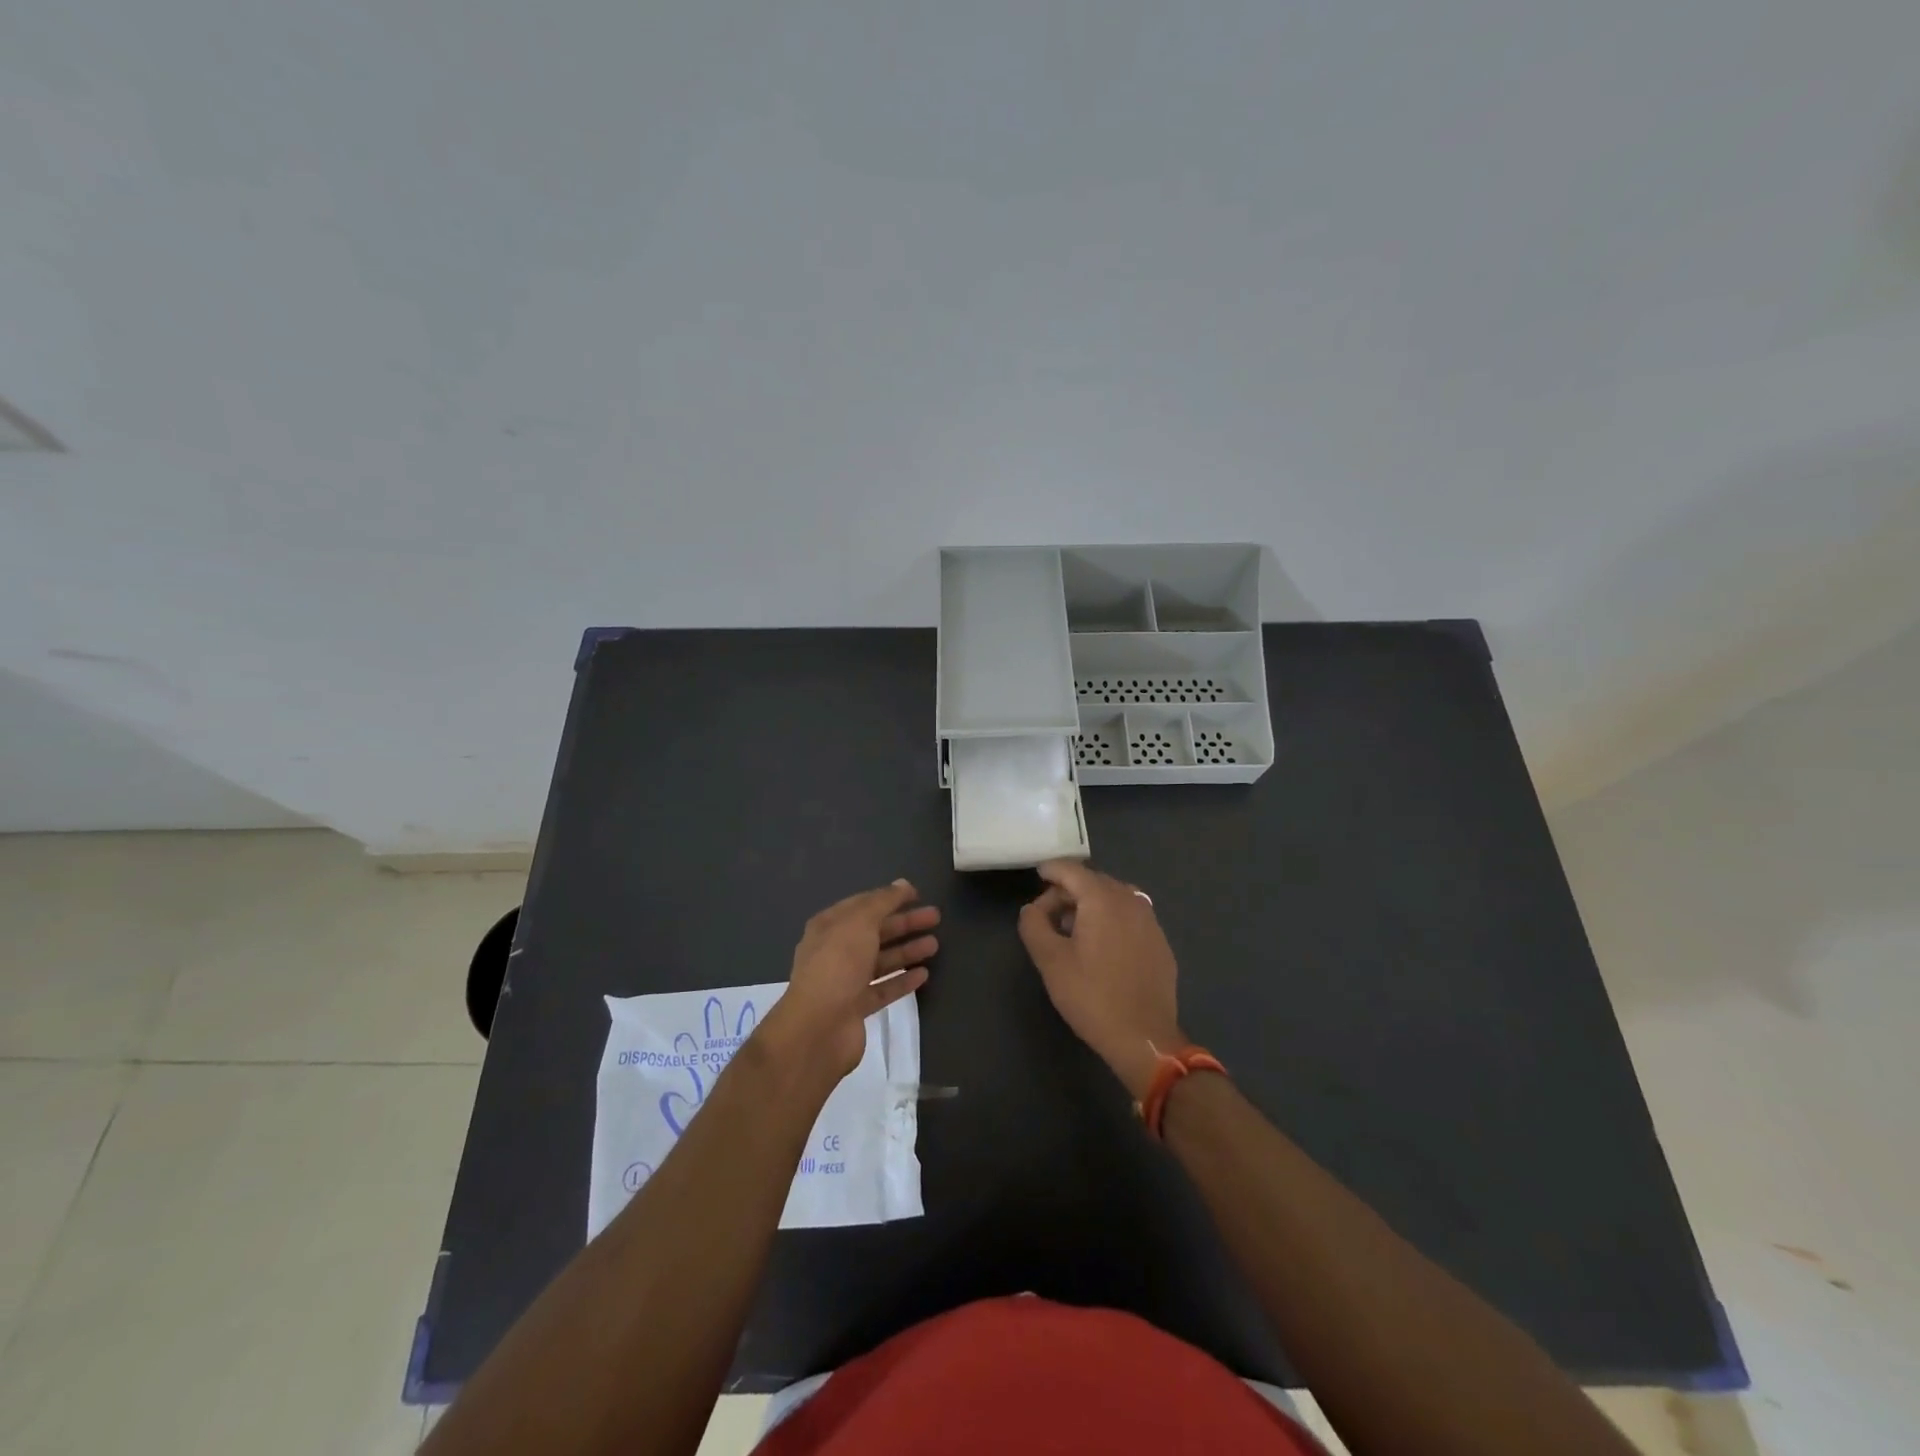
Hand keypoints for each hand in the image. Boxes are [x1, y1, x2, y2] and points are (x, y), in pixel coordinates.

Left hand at [763, 880, 938, 1081]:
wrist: (818, 1027)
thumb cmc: (837, 964)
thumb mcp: (860, 922)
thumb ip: (883, 902)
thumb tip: (903, 884)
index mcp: (829, 926)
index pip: (863, 905)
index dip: (889, 897)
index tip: (917, 894)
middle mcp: (835, 951)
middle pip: (875, 931)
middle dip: (905, 923)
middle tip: (935, 917)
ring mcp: (845, 981)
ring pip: (881, 960)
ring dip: (907, 950)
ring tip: (935, 945)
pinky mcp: (856, 1008)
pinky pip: (883, 988)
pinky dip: (902, 980)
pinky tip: (924, 974)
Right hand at [1018, 860, 1183, 1098]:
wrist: (1144, 1038)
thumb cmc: (1092, 996)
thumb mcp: (1051, 961)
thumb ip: (1034, 925)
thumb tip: (1032, 909)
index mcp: (1103, 899)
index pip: (1071, 869)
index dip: (1050, 870)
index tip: (1036, 878)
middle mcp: (1130, 900)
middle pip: (1093, 881)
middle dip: (1068, 891)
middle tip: (1048, 917)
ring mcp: (1150, 921)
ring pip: (1113, 898)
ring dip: (1090, 906)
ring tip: (1073, 933)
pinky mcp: (1160, 942)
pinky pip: (1130, 917)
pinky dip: (1111, 920)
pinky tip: (1101, 949)